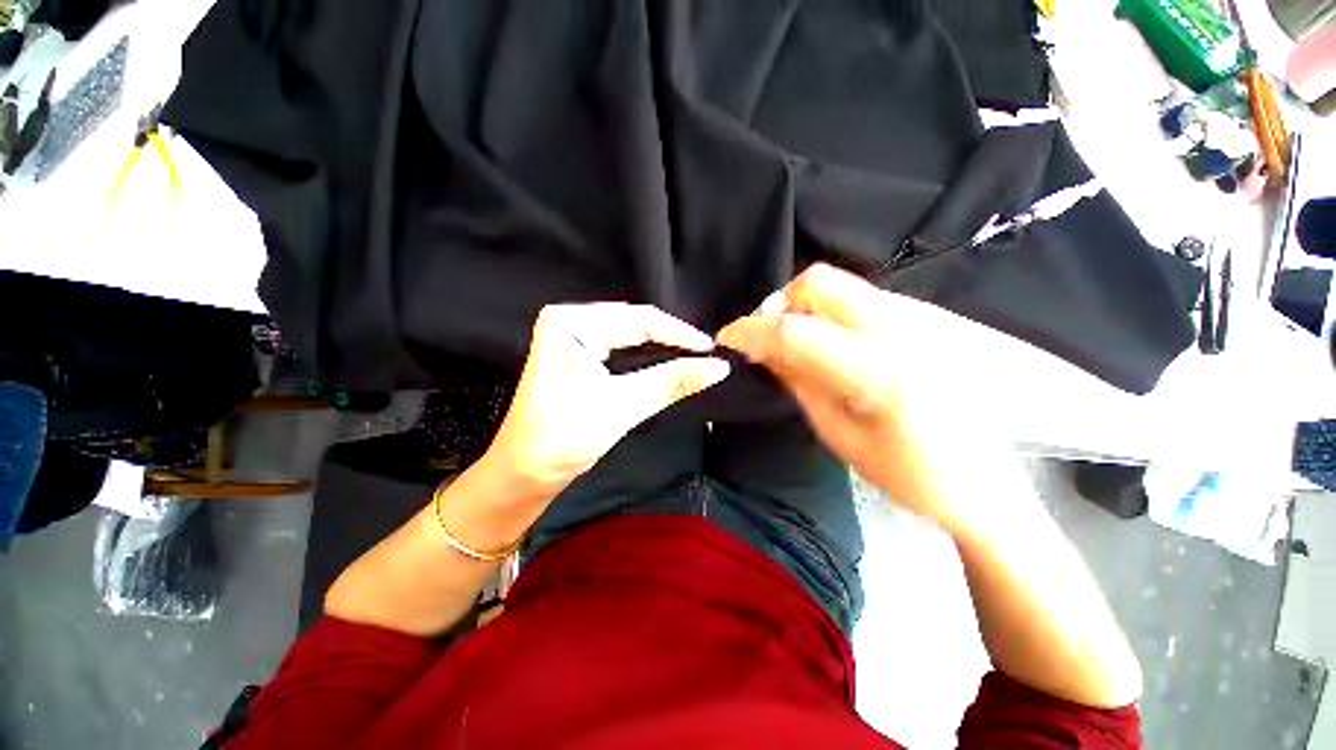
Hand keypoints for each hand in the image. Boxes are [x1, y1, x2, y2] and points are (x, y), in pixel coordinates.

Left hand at [481, 303, 729, 500]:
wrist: (523, 471)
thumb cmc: (564, 438)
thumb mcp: (623, 406)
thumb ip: (673, 382)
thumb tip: (720, 367)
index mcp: (571, 322)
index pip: (639, 319)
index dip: (680, 334)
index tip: (713, 350)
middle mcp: (569, 318)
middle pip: (634, 322)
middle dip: (672, 338)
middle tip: (707, 355)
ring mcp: (571, 333)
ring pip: (630, 332)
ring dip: (661, 345)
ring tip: (694, 355)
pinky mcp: (576, 349)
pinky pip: (620, 343)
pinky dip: (646, 353)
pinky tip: (666, 358)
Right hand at [717, 264, 1006, 533]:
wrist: (985, 483)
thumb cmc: (906, 473)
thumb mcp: (837, 432)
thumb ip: (797, 380)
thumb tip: (760, 349)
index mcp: (877, 370)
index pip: (794, 330)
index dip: (751, 330)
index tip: (728, 336)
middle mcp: (902, 329)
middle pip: (820, 282)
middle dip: (780, 303)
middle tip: (769, 336)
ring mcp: (921, 318)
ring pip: (841, 286)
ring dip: (805, 307)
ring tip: (798, 344)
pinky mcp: (929, 319)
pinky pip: (863, 299)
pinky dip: (832, 313)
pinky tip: (833, 346)